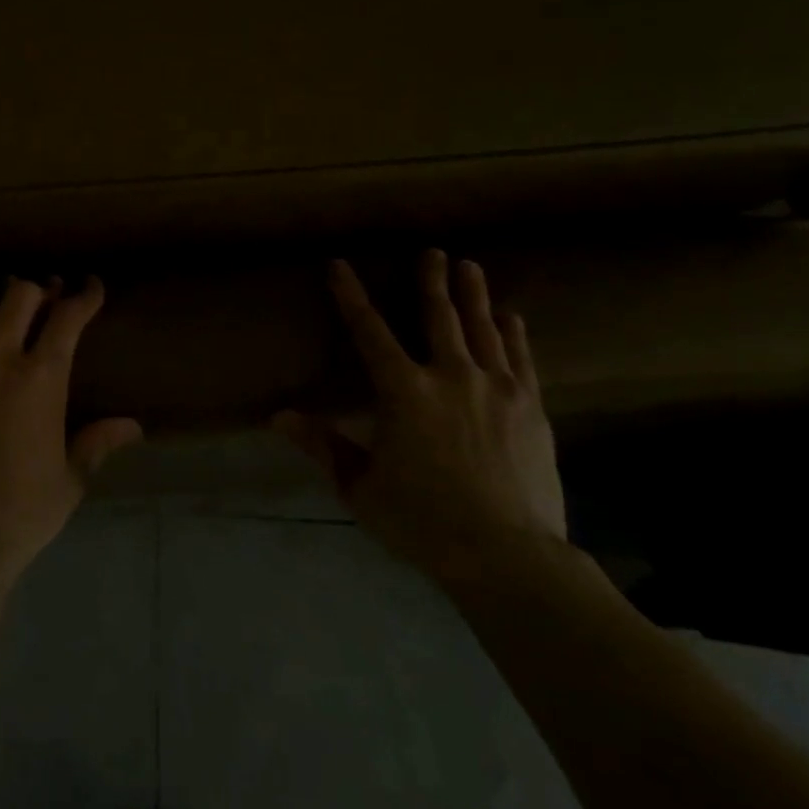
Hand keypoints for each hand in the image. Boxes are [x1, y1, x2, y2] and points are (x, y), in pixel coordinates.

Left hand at [0, 276, 141, 576]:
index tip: (91, 287)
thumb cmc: (21, 513)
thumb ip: (98, 442)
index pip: (68, 317)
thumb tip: (133, 426)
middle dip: (38, 291)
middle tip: (43, 301)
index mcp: (41, 379)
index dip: (84, 295)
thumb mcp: (70, 479)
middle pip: (19, 295)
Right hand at [276, 250, 566, 585]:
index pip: (369, 332)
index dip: (351, 296)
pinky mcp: (530, 408)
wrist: (508, 556)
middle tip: (433, 251)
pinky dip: (513, 334)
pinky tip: (511, 317)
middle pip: (438, 317)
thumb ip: (322, 445)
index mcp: (403, 392)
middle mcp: (450, 377)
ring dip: (474, 295)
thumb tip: (278, 416)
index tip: (339, 265)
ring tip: (470, 266)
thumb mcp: (360, 487)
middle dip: (431, 281)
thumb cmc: (422, 521)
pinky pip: (520, 359)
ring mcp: (496, 389)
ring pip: (482, 329)